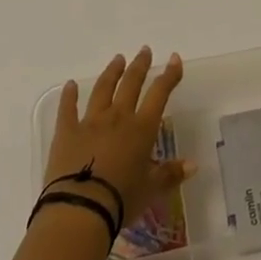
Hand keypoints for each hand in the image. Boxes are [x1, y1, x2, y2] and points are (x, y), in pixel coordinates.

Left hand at [45, 48, 191, 229]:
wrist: (80, 209)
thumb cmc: (121, 199)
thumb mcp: (151, 189)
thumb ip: (171, 174)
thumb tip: (194, 165)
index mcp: (141, 128)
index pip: (159, 93)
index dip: (169, 75)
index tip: (174, 58)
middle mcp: (118, 117)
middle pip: (131, 84)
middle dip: (139, 66)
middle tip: (144, 51)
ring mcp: (90, 122)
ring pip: (102, 90)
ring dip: (111, 73)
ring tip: (117, 59)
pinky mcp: (66, 133)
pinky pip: (67, 109)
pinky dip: (69, 96)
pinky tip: (69, 85)